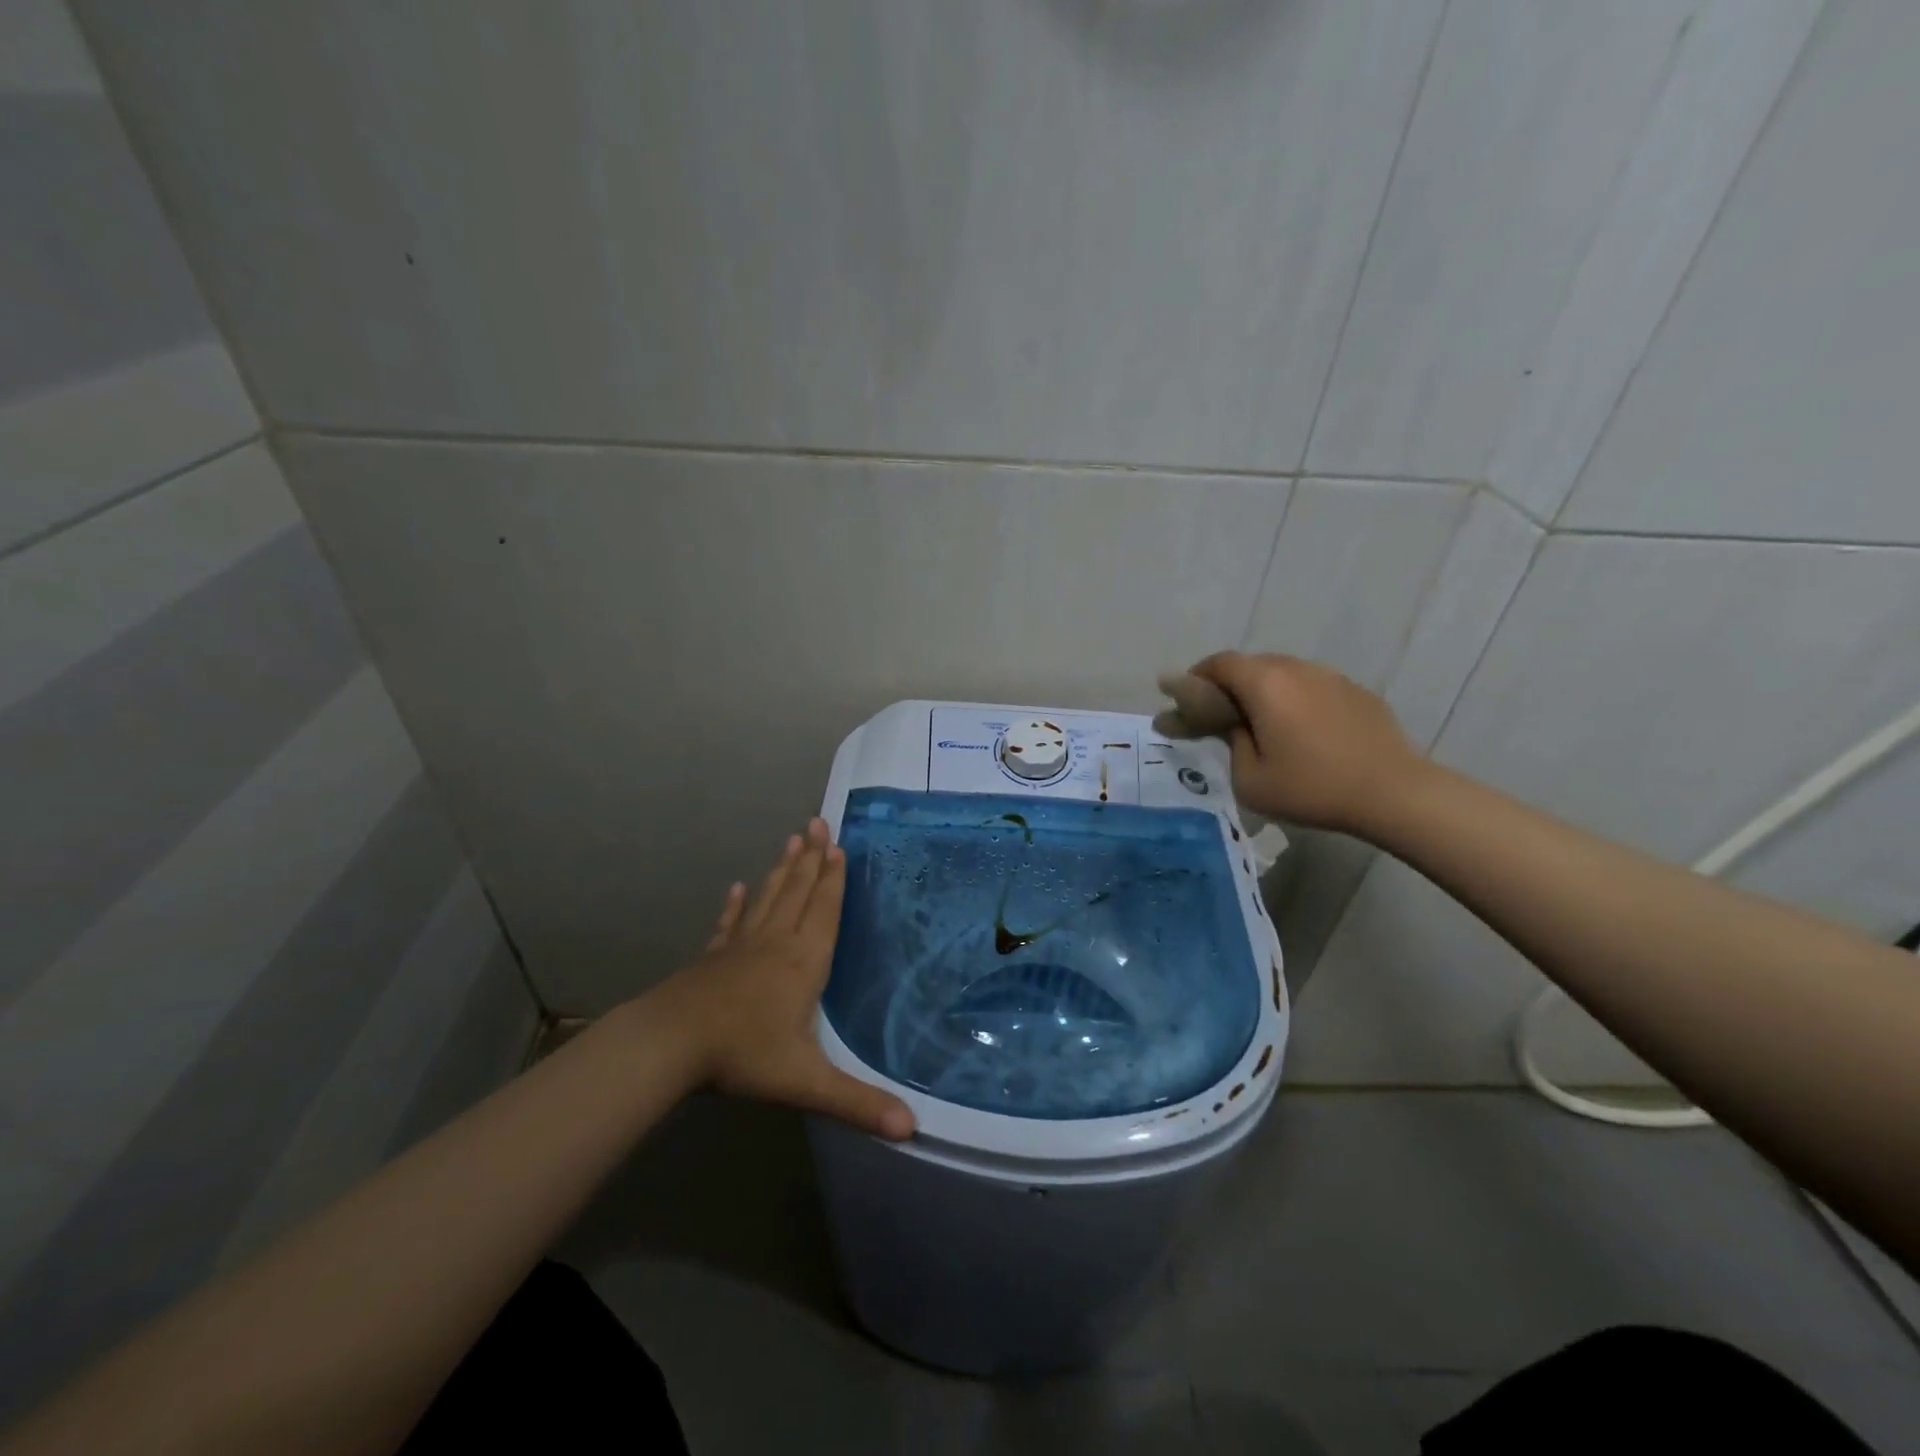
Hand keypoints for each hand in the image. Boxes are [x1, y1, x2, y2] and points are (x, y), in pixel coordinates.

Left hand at [664, 818, 914, 1139]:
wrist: (669, 1045)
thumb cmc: (743, 1055)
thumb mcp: (805, 1082)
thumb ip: (857, 1102)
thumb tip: (911, 1128)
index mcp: (803, 962)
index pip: (824, 910)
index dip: (833, 879)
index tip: (838, 845)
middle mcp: (775, 943)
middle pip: (798, 892)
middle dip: (811, 858)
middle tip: (817, 822)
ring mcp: (740, 947)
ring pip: (768, 899)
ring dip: (782, 869)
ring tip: (792, 839)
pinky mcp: (713, 958)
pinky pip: (730, 924)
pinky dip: (737, 905)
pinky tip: (739, 888)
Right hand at [1191, 651, 1425, 836]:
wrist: (1393, 793)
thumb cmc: (1312, 787)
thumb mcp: (1250, 780)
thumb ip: (1231, 744)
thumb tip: (1235, 728)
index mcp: (1265, 684)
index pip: (1219, 663)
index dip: (1196, 677)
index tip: (1185, 699)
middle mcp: (1296, 669)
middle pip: (1251, 665)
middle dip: (1228, 685)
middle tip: (1220, 715)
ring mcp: (1330, 677)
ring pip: (1284, 674)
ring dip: (1264, 691)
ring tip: (1261, 724)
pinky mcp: (1356, 692)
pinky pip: (1312, 687)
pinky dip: (1295, 701)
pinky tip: (1302, 732)